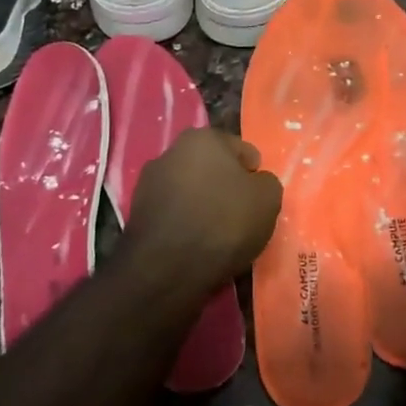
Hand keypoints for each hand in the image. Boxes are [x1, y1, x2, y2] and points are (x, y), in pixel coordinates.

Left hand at [124, 128, 282, 288]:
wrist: (168, 267)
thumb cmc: (224, 222)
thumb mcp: (268, 199)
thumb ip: (266, 183)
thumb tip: (256, 183)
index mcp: (203, 138)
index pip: (240, 150)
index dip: (253, 173)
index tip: (258, 199)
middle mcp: (171, 151)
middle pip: (211, 168)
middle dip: (225, 186)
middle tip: (241, 215)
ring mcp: (149, 182)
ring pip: (190, 190)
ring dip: (203, 204)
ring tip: (218, 235)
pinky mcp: (137, 213)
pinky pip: (174, 213)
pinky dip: (185, 223)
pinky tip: (195, 244)